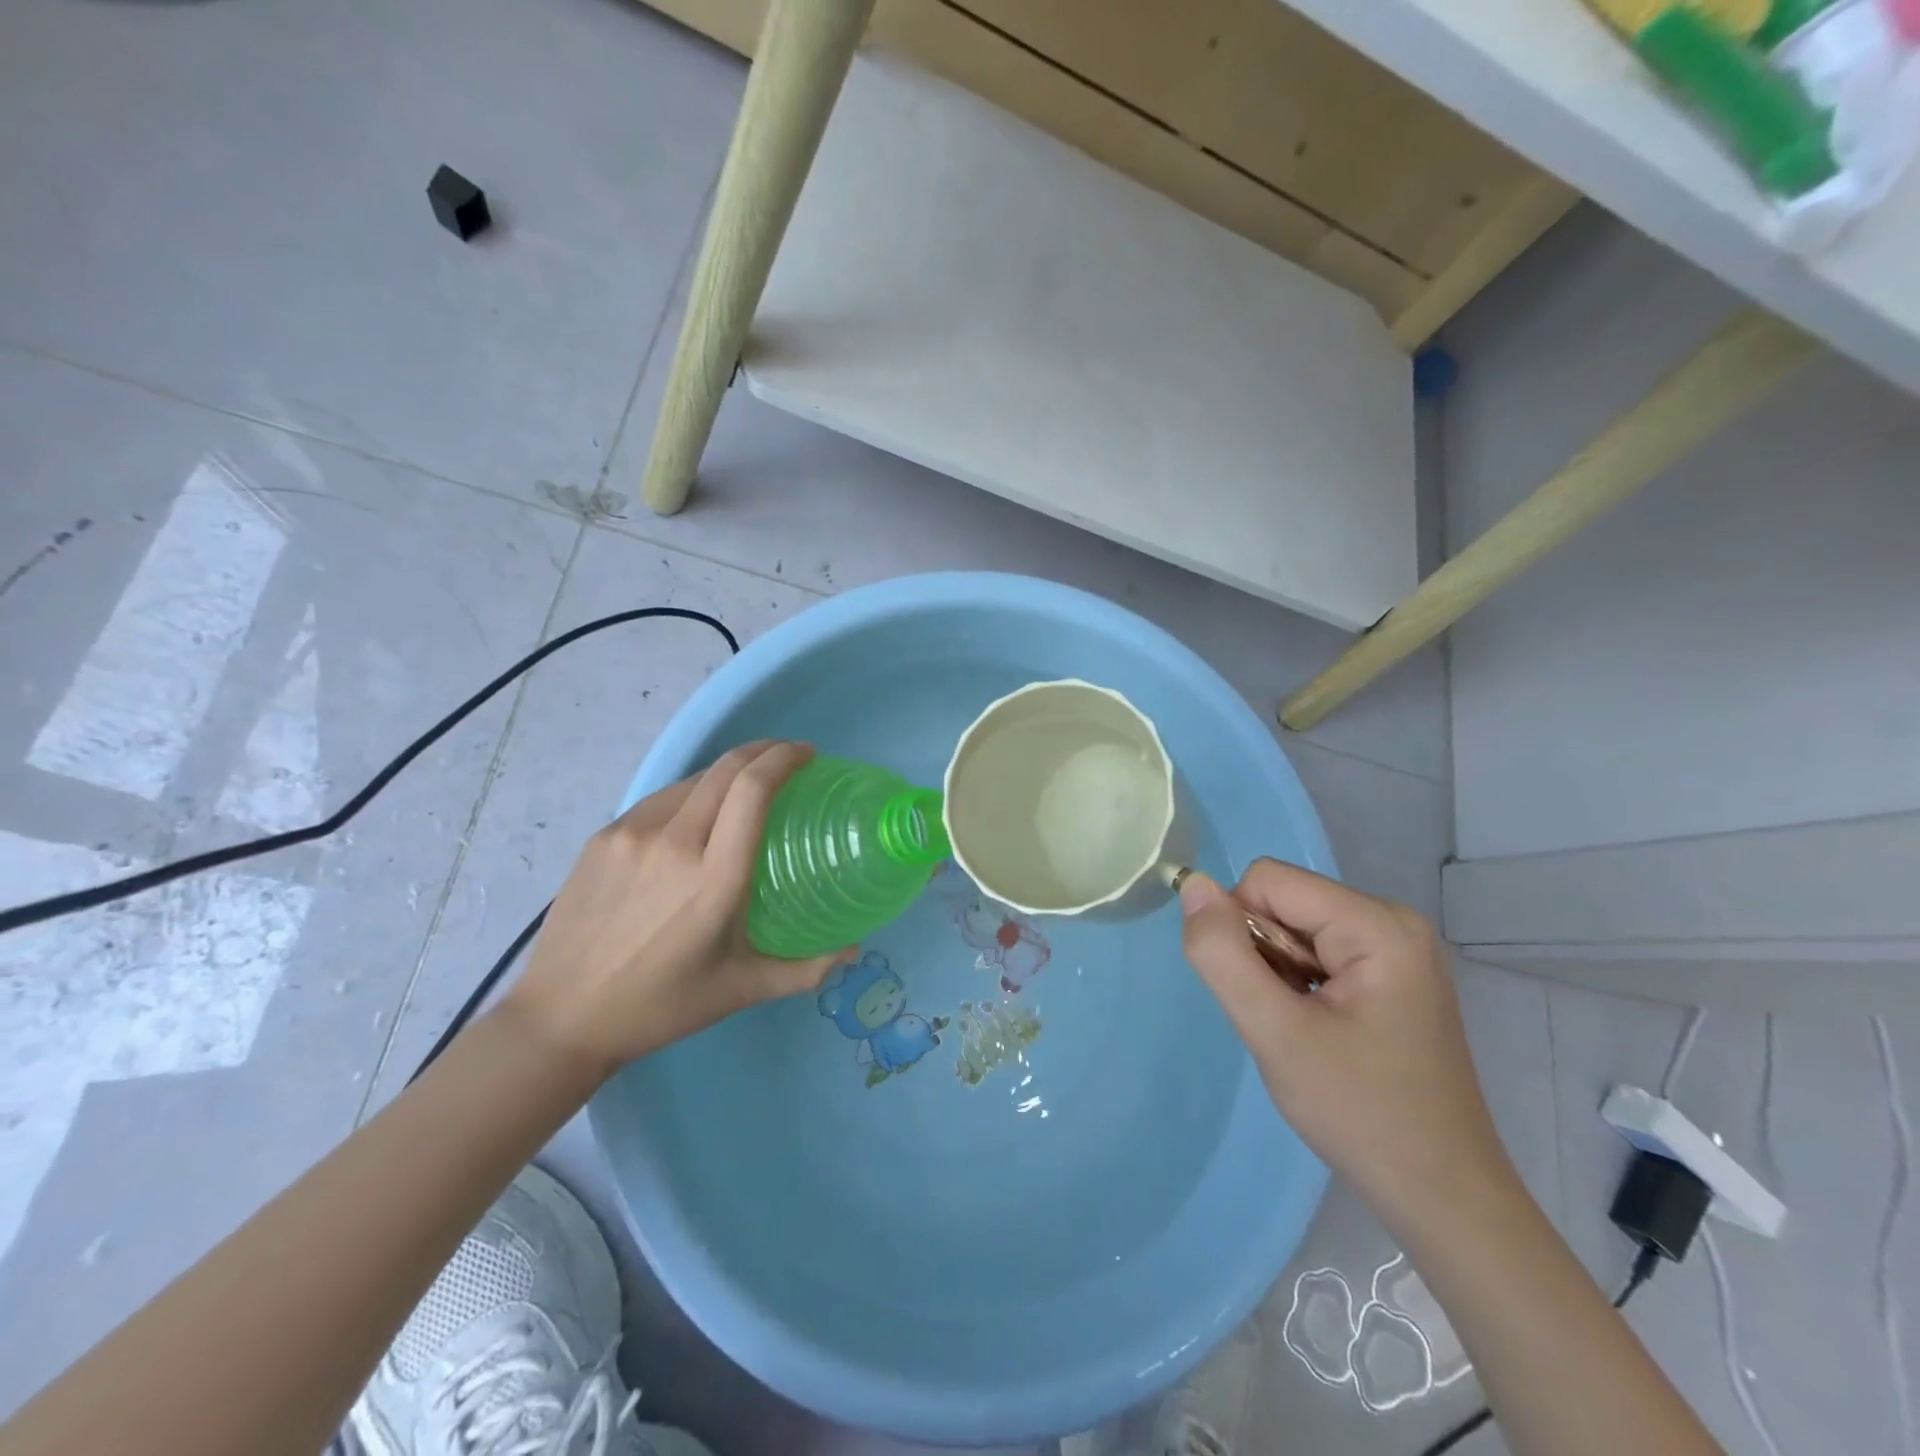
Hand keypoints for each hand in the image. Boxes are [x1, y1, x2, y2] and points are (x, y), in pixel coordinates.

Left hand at [507, 741, 853, 1078]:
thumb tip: (854, 949)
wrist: (560, 1018)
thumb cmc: (661, 1006)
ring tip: (744, 791)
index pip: (753, 790)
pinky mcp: (603, 837)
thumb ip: (805, 969)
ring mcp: (631, 835)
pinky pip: (659, 801)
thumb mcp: (741, 990)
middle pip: (725, 770)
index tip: (807, 754)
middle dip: (763, 751)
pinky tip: (695, 820)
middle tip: (787, 760)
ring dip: (726, 774)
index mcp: (714, 878)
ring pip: (691, 781)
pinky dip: (690, 796)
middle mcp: (673, 843)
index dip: (783, 759)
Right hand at [1179, 861, 1512, 1225]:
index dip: (1242, 930)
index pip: (1268, 881)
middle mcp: (1392, 921)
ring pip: (1295, 928)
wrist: (1442, 1197)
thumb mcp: (1275, 1033)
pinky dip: (1300, 985)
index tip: (1264, 994)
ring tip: (1305, 1032)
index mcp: (1377, 924)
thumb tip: (1192, 883)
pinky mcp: (1393, 975)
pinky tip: (1321, 1033)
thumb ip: (1223, 954)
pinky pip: (1318, 951)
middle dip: (1264, 955)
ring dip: (1279, 974)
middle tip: (1287, 1021)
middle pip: (1284, 902)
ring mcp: (1397, 949)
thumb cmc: (1359, 1113)